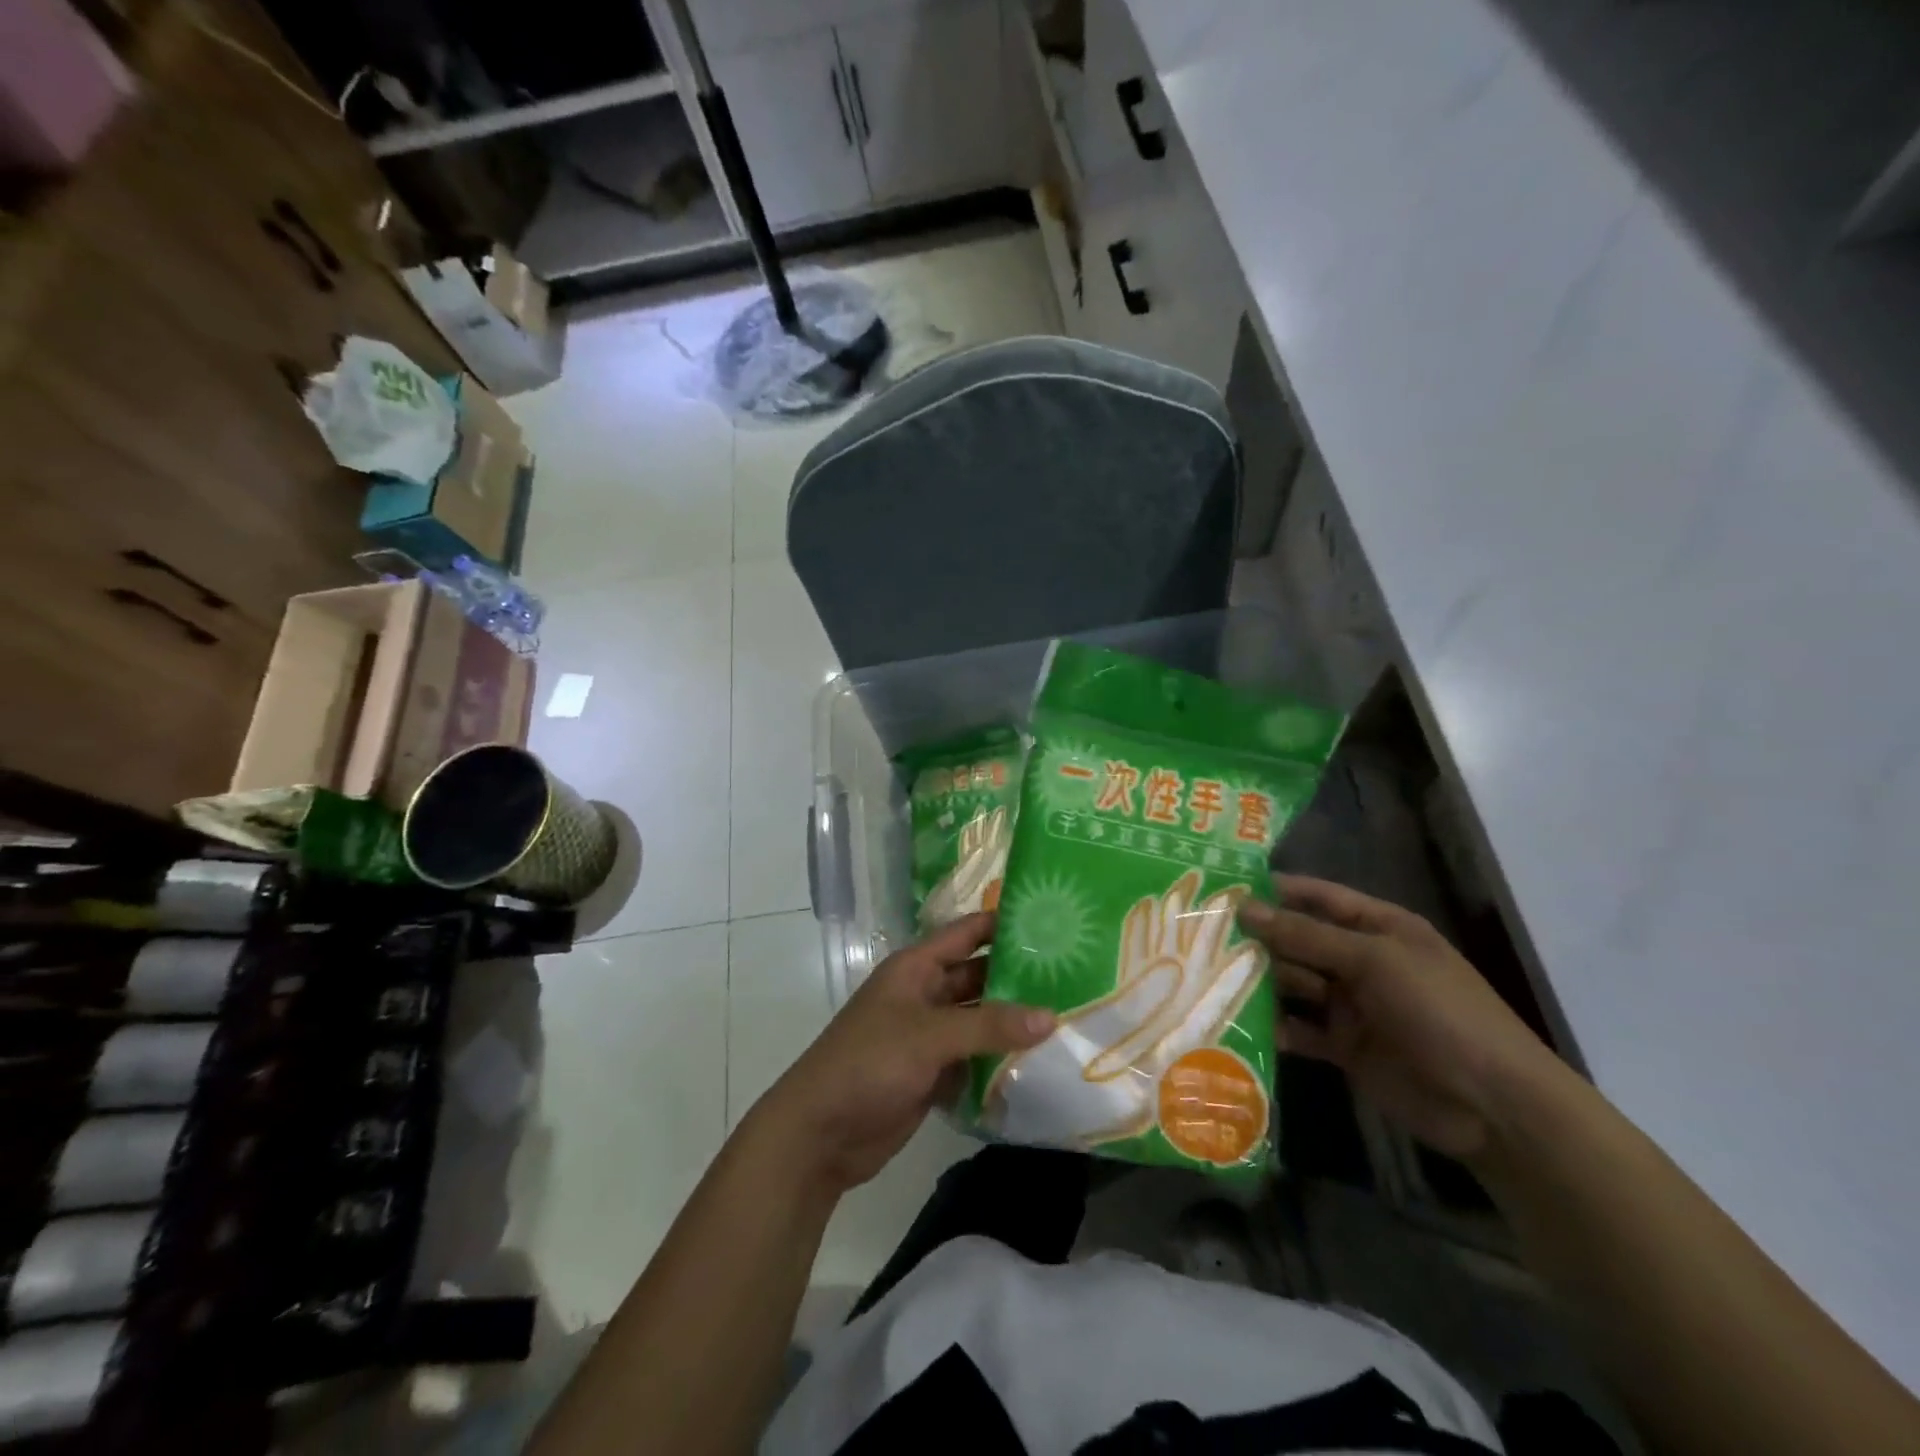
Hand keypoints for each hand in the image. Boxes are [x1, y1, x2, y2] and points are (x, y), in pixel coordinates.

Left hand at [749, 913, 1055, 1197]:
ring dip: (1013, 1021)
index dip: (1003, 924)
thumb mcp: (929, 1036)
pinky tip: (1041, 1060)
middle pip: (978, 976)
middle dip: (1019, 977)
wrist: (820, 1133)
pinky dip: (1000, 1058)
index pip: (967, 933)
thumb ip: (989, 1025)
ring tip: (1069, 1016)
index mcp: (916, 968)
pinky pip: (974, 1057)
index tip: (1052, 921)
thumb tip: (1051, 1016)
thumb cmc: (869, 1063)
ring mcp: (929, 1035)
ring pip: (980, 1019)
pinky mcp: (933, 1073)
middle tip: (1075, 976)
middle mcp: (925, 994)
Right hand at [1237, 876, 1567, 1163]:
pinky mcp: (1344, 1047)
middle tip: (1198, 931)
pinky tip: (1232, 1020)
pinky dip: (1272, 1025)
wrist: (1493, 1105)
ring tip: (1205, 972)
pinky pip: (1299, 1029)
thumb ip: (1307, 936)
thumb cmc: (1440, 1012)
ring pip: (1294, 983)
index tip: (1223, 884)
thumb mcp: (1374, 962)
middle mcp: (1361, 960)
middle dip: (1257, 935)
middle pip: (1300, 939)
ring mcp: (1352, 1005)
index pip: (1319, 896)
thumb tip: (1245, 908)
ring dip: (1259, 979)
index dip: (1275, 889)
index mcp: (1379, 928)